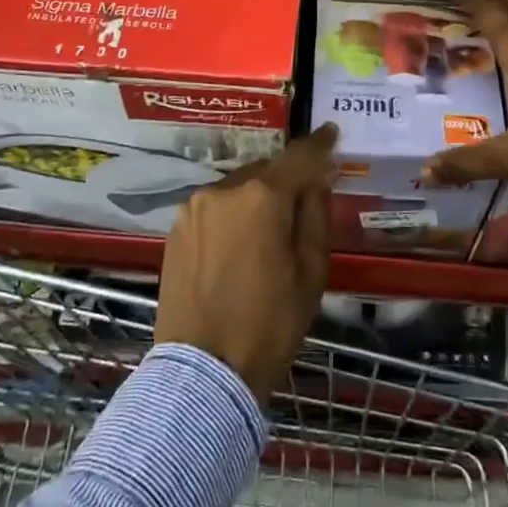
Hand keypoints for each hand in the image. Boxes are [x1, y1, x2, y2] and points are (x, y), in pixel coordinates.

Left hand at [154, 125, 336, 402]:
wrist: (203, 373)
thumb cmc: (269, 325)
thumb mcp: (310, 273)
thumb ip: (315, 216)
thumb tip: (316, 180)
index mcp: (262, 197)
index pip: (298, 157)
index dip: (319, 144)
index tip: (331, 134)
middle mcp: (224, 189)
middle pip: (265, 171)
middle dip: (286, 179)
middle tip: (303, 200)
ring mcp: (194, 207)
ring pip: (238, 188)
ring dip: (256, 197)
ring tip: (268, 230)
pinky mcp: (176, 228)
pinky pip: (215, 207)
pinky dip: (232, 213)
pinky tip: (239, 243)